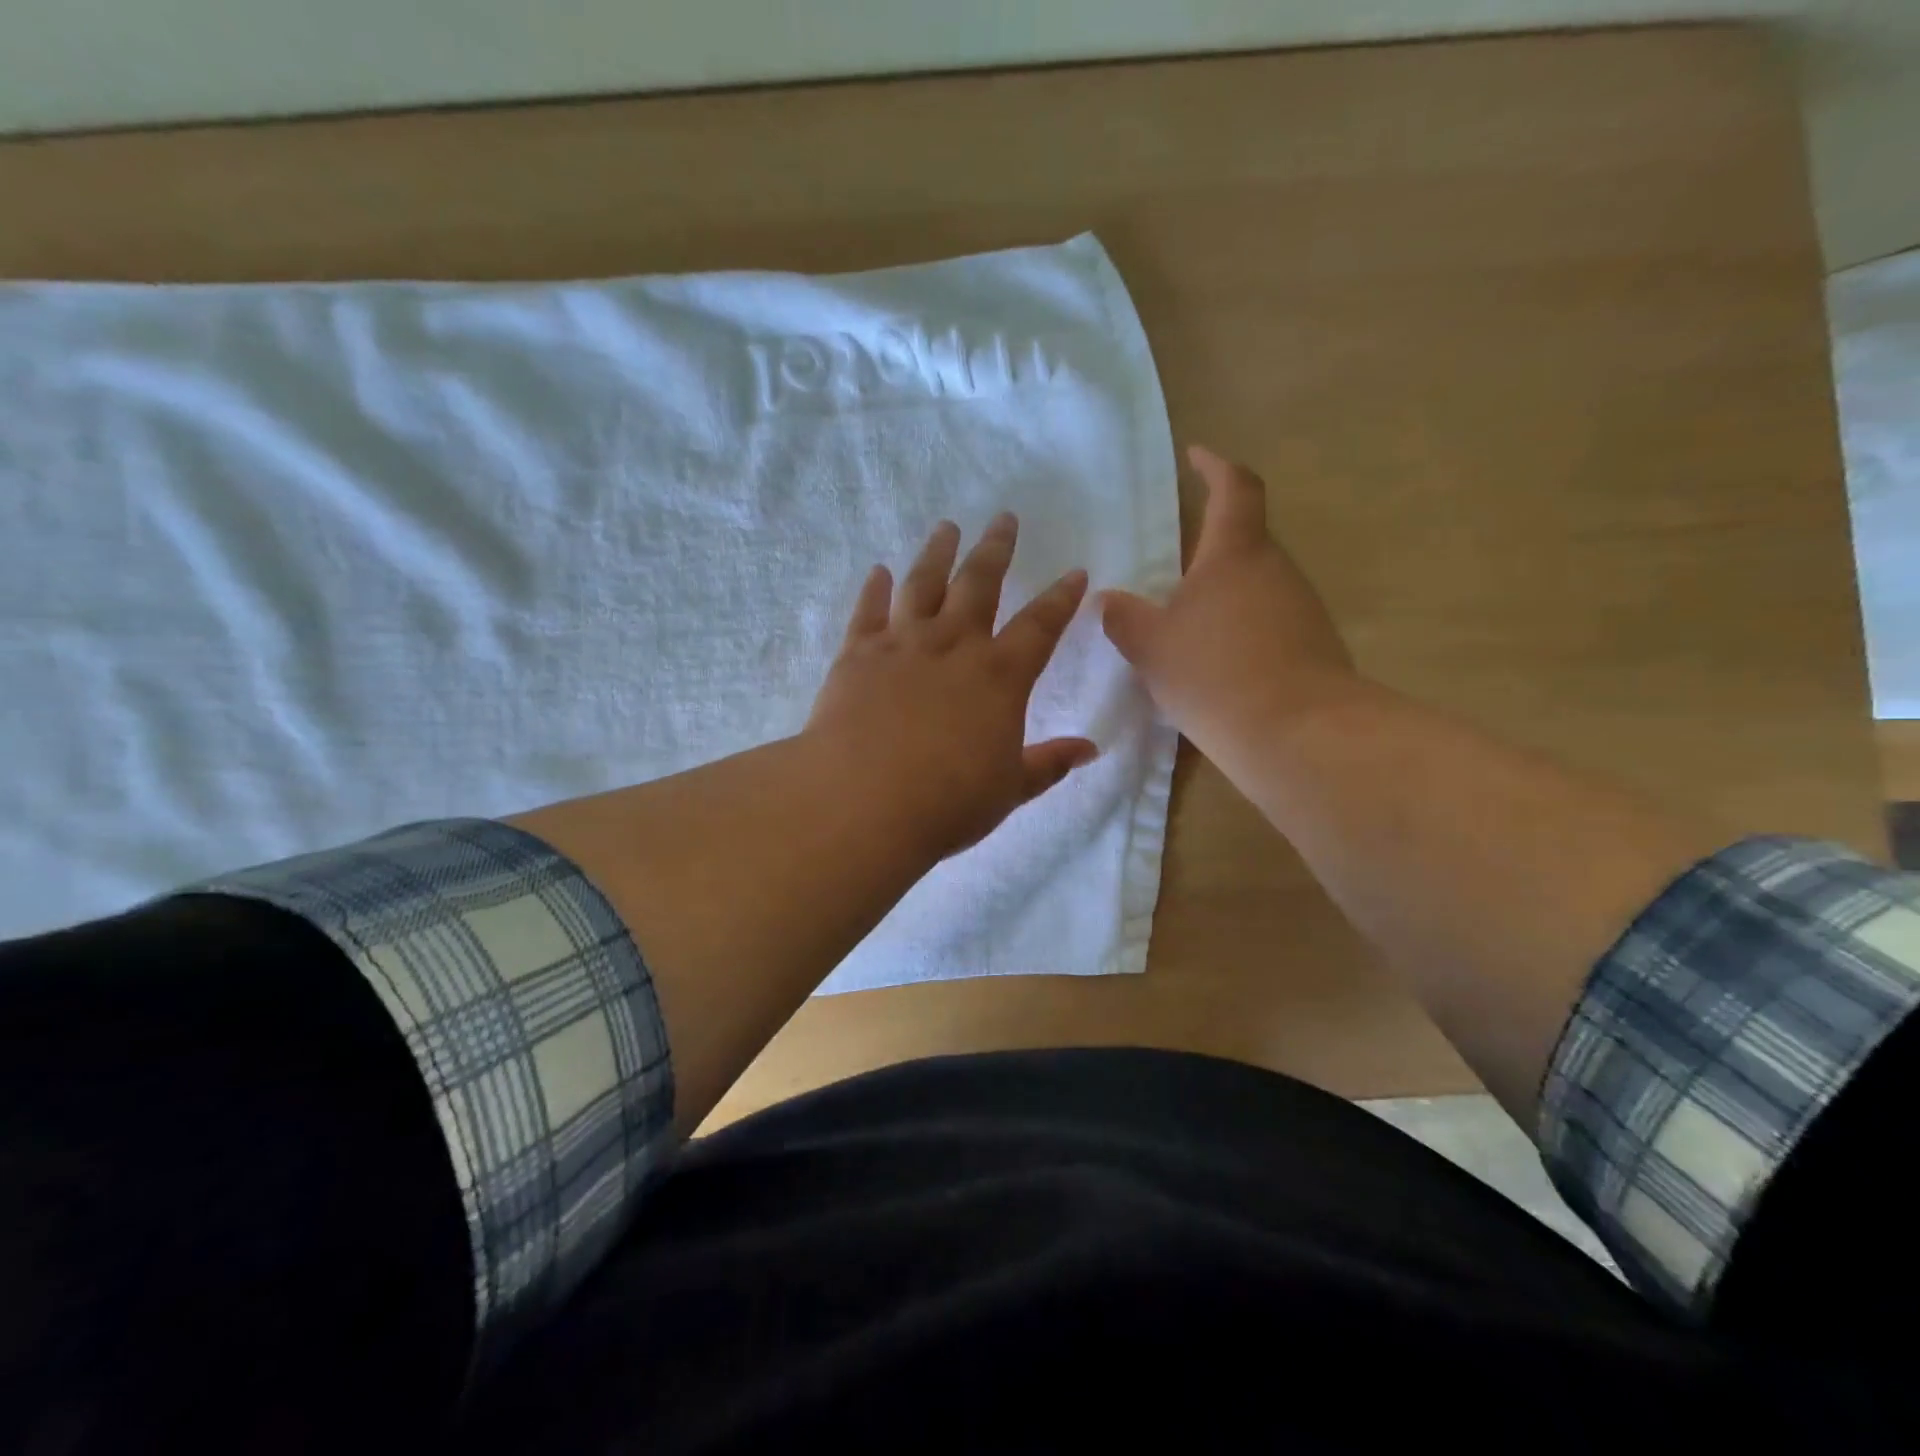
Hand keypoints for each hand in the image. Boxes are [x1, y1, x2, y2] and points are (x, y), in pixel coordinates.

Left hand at [806, 514, 1097, 859]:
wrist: (863, 801)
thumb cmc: (947, 801)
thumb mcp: (1010, 789)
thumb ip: (1049, 764)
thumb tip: (1090, 749)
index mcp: (1000, 676)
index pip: (1040, 625)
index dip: (1061, 598)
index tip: (1075, 573)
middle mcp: (954, 646)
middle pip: (979, 583)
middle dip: (996, 549)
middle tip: (1003, 518)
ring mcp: (902, 644)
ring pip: (923, 583)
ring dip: (937, 553)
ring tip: (947, 527)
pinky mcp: (857, 654)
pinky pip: (868, 611)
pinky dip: (874, 589)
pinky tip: (879, 572)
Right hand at [1100, 445, 1362, 757]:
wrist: (1297, 734)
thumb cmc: (1214, 673)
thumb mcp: (1152, 646)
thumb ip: (1125, 618)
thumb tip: (1108, 600)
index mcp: (1235, 553)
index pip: (1234, 488)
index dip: (1215, 466)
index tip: (1197, 455)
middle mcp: (1276, 570)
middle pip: (1243, 542)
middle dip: (1209, 549)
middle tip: (1170, 571)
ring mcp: (1301, 608)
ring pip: (1255, 586)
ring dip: (1222, 597)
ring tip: (1184, 628)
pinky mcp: (1313, 646)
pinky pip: (1268, 623)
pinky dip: (1239, 631)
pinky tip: (1215, 666)